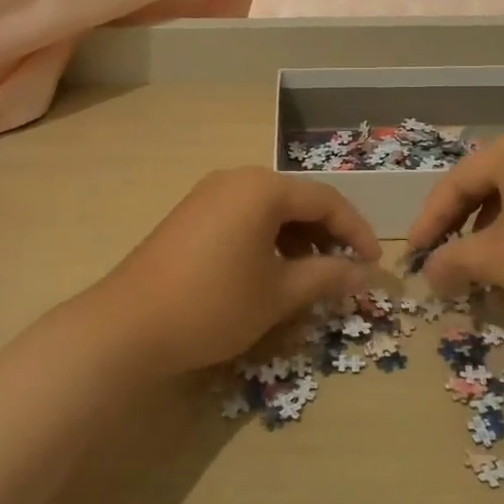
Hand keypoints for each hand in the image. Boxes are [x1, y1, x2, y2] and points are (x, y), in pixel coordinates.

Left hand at [96, 166, 381, 375]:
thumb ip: (327, 277)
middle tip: (345, 269)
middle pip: (297, 199)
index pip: (326, 200)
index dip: (356, 231)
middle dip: (327, 233)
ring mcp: (208, 193)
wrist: (129, 324)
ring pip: (269, 208)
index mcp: (263, 188)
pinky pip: (243, 215)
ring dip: (297, 236)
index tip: (374, 264)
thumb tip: (366, 275)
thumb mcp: (279, 293)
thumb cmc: (215, 304)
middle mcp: (237, 179)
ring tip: (310, 274)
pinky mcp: (190, 213)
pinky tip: (269, 270)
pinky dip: (267, 237)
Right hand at [405, 124, 503, 332]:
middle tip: (447, 263)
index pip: (457, 181)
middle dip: (464, 228)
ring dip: (496, 234)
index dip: (430, 221)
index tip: (415, 256)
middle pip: (488, 185)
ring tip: (487, 274)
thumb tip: (428, 273)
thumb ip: (454, 261)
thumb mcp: (500, 262)